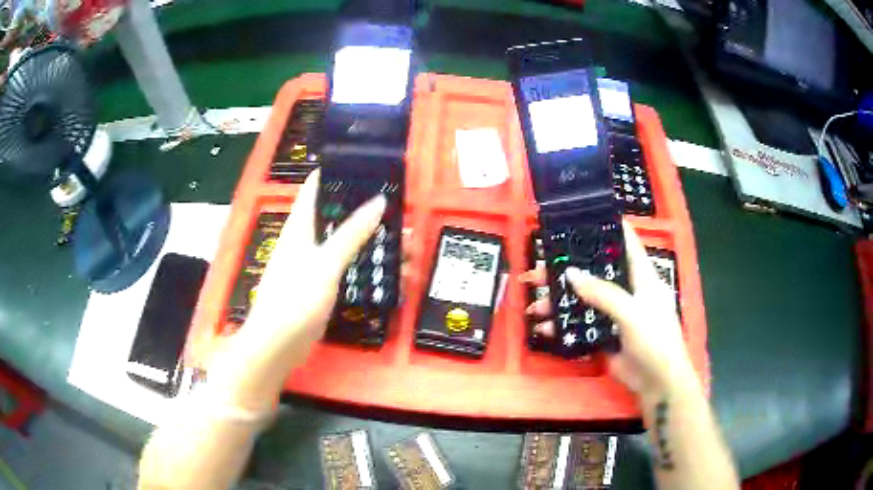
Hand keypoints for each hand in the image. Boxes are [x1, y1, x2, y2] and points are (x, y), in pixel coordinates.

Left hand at [243, 169, 385, 359]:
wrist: (278, 344)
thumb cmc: (295, 298)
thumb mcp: (326, 263)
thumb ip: (352, 233)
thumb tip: (379, 200)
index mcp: (300, 225)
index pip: (315, 186)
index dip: (337, 172)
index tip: (366, 165)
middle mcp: (304, 239)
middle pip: (334, 213)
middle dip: (362, 208)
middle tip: (395, 205)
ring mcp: (311, 263)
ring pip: (342, 240)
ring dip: (368, 237)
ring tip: (401, 238)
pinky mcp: (318, 284)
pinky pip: (344, 265)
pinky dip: (363, 261)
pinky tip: (384, 267)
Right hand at [520, 222, 697, 400]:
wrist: (657, 383)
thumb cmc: (655, 340)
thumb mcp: (632, 313)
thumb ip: (602, 293)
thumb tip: (571, 274)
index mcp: (641, 276)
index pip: (625, 242)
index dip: (605, 228)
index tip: (578, 220)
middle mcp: (627, 289)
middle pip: (595, 272)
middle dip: (568, 270)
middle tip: (540, 269)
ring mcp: (615, 313)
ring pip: (583, 299)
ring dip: (560, 301)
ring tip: (535, 305)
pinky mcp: (605, 334)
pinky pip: (580, 324)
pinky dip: (563, 325)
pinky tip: (545, 328)